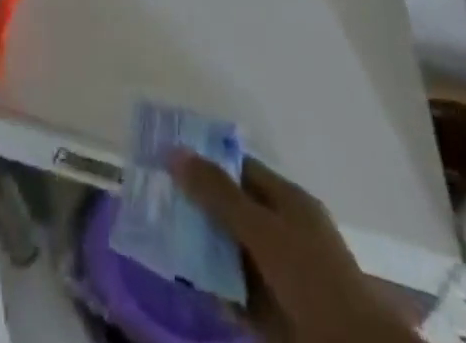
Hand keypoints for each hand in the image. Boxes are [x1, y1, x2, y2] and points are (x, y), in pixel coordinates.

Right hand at [171, 152, 416, 342]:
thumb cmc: (311, 277)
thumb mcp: (262, 229)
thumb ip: (218, 193)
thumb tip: (174, 151)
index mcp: (287, 201)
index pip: (239, 169)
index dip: (205, 162)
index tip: (166, 162)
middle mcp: (282, 231)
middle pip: (231, 210)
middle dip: (196, 207)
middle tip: (154, 202)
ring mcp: (279, 274)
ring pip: (230, 252)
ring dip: (200, 249)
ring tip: (160, 241)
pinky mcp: (274, 314)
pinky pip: (235, 292)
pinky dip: (213, 287)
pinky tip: (184, 283)